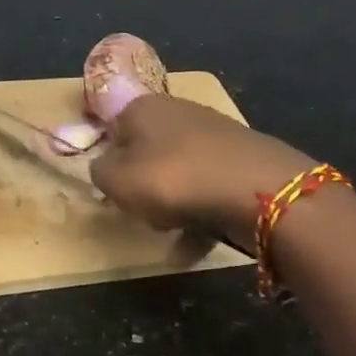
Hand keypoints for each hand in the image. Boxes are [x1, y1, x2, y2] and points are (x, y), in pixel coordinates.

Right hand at [89, 94, 313, 250]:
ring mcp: (215, 135)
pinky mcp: (242, 161)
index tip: (113, 189)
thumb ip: (100, 172)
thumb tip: (105, 166)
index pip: (115, 128)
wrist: (255, 189)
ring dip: (173, 205)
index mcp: (144, 107)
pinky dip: (200, 217)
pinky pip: (209, 190)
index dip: (111, 160)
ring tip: (169, 236)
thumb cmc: (173, 179)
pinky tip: (194, 248)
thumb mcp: (116, 180)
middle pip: (150, 151)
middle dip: (145, 184)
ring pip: (181, 173)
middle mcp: (180, 112)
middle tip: (141, 211)